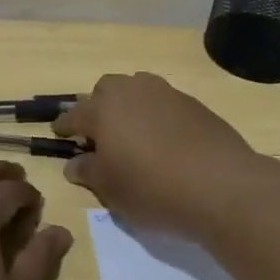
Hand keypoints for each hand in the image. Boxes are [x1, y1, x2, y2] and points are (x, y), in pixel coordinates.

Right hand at [52, 73, 263, 238]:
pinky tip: (163, 138)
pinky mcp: (192, 102)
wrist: (220, 184)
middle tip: (100, 134)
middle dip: (98, 106)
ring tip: (132, 133)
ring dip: (129, 105)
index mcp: (104, 110)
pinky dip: (156, 114)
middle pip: (106, 89)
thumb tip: (75, 162)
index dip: (65, 126)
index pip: (74, 115)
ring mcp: (165, 93)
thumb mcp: (112, 190)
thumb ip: (89, 171)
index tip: (59, 134)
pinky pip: (163, 101)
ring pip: (137, 88)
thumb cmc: (153, 189)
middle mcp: (132, 91)